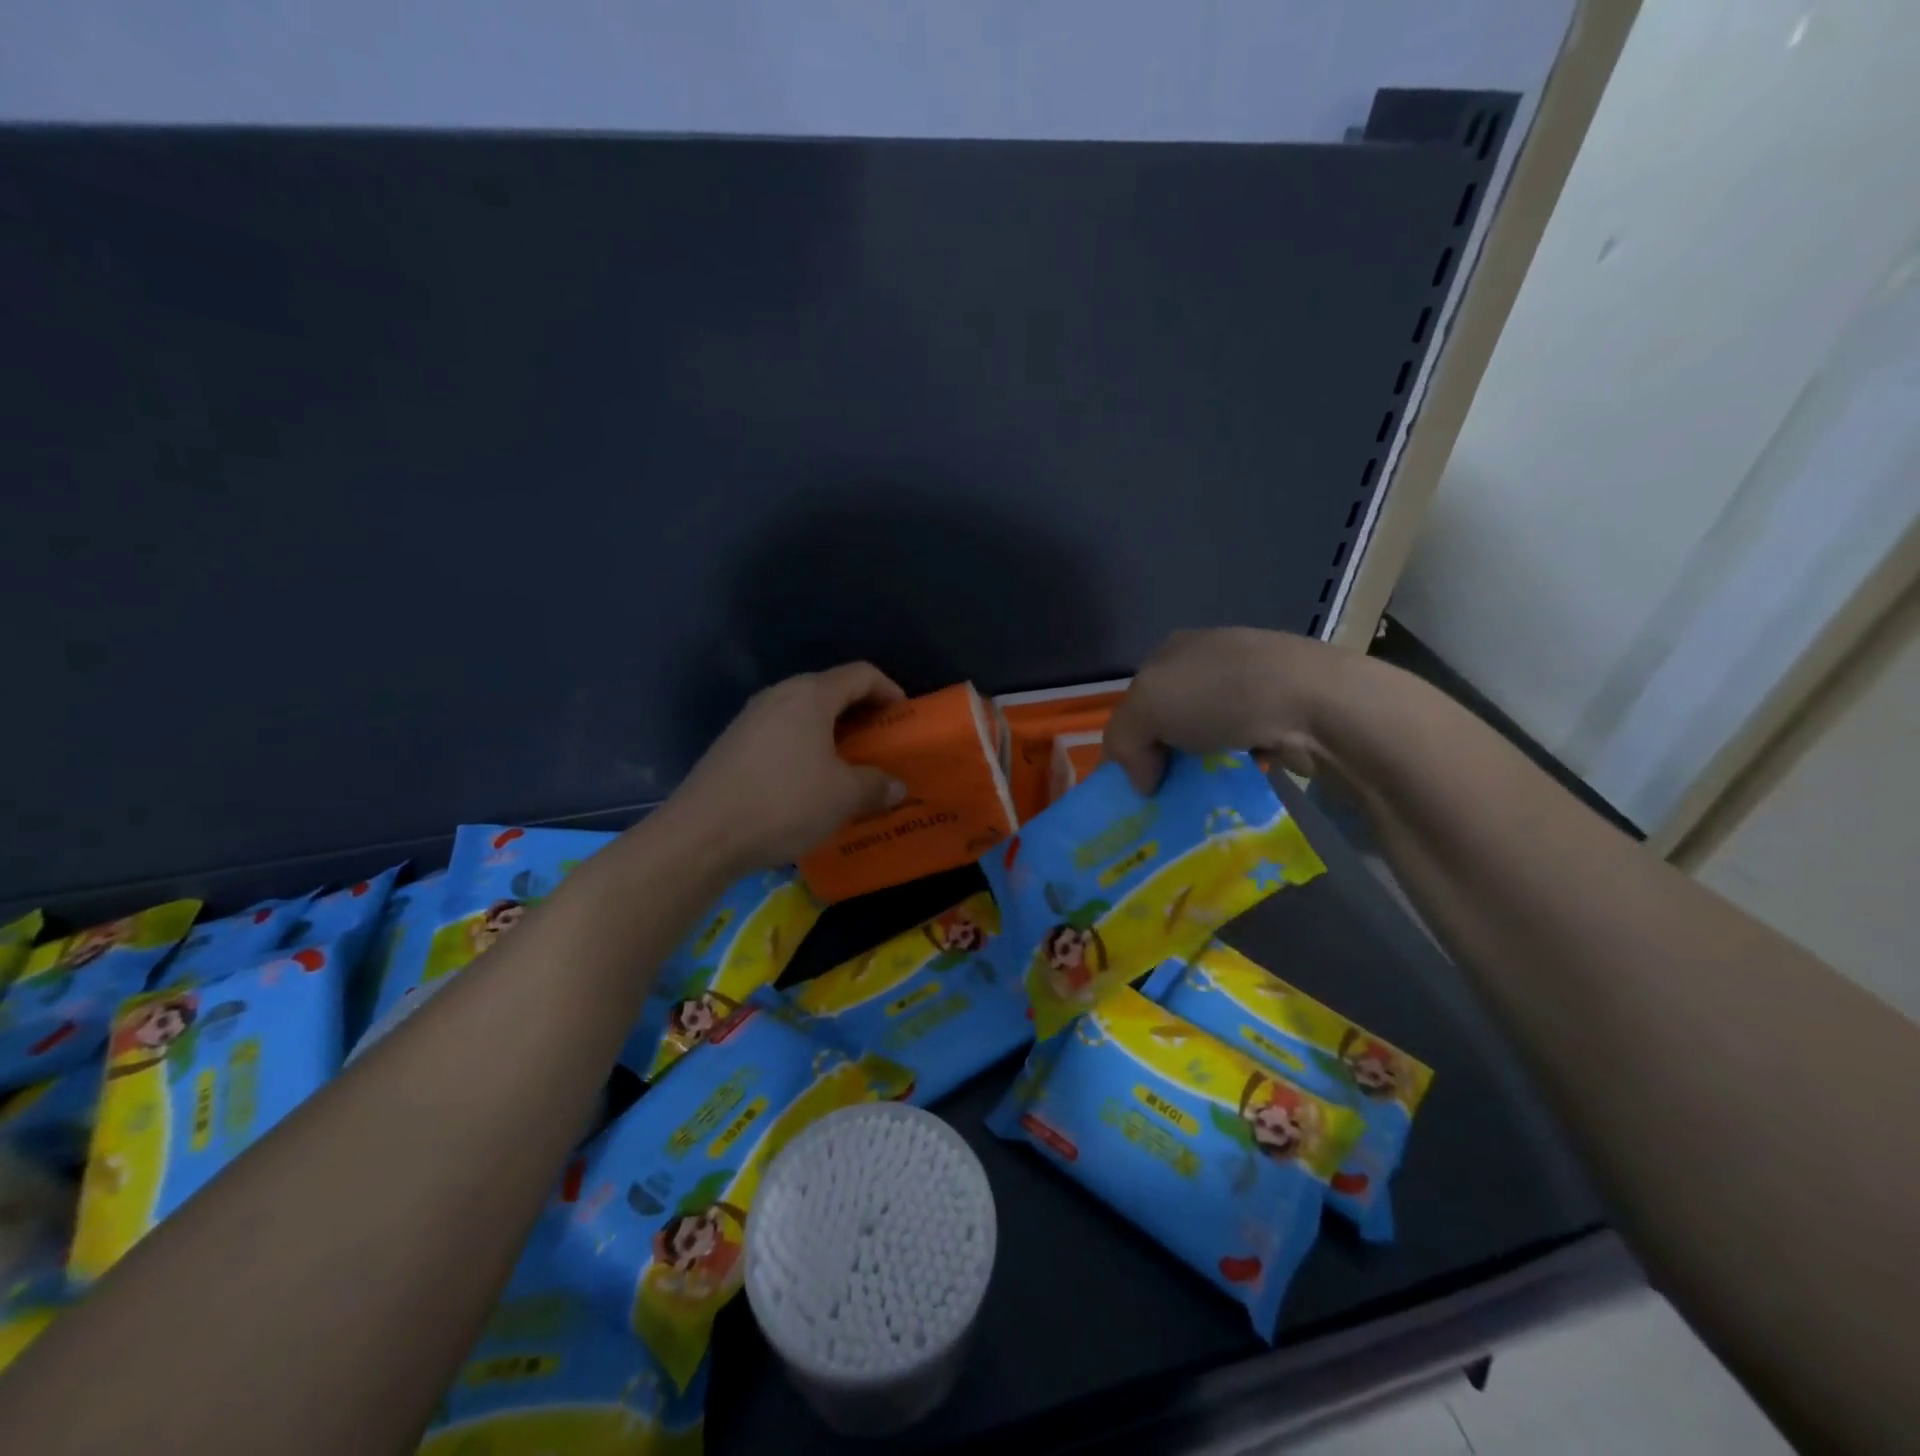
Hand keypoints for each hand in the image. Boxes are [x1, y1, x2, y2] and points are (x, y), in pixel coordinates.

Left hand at [666, 663, 908, 872]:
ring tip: (847, 764)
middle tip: (879, 743)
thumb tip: (895, 786)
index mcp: (810, 696)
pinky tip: (807, 781)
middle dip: (860, 713)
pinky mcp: (732, 744)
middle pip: (830, 690)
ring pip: (803, 714)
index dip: (889, 690)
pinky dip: (804, 747)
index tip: (903, 717)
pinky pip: (781, 734)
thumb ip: (875, 786)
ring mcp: (750, 719)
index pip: (860, 675)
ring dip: (831, 733)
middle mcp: (778, 696)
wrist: (702, 835)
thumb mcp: (843, 798)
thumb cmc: (784, 803)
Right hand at [1105, 628, 1348, 792]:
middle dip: (1166, 754)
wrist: (1316, 701)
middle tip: (1168, 788)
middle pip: (1172, 717)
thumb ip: (1124, 741)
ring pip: (1208, 733)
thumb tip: (1143, 780)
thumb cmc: (1220, 695)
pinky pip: (1245, 744)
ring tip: (1203, 791)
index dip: (1131, 738)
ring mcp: (1251, 682)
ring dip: (1203, 764)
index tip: (1140, 776)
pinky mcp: (1284, 709)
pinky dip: (1238, 765)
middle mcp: (1210, 659)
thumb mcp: (1146, 709)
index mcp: (1172, 649)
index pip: (1136, 700)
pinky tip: (1240, 779)